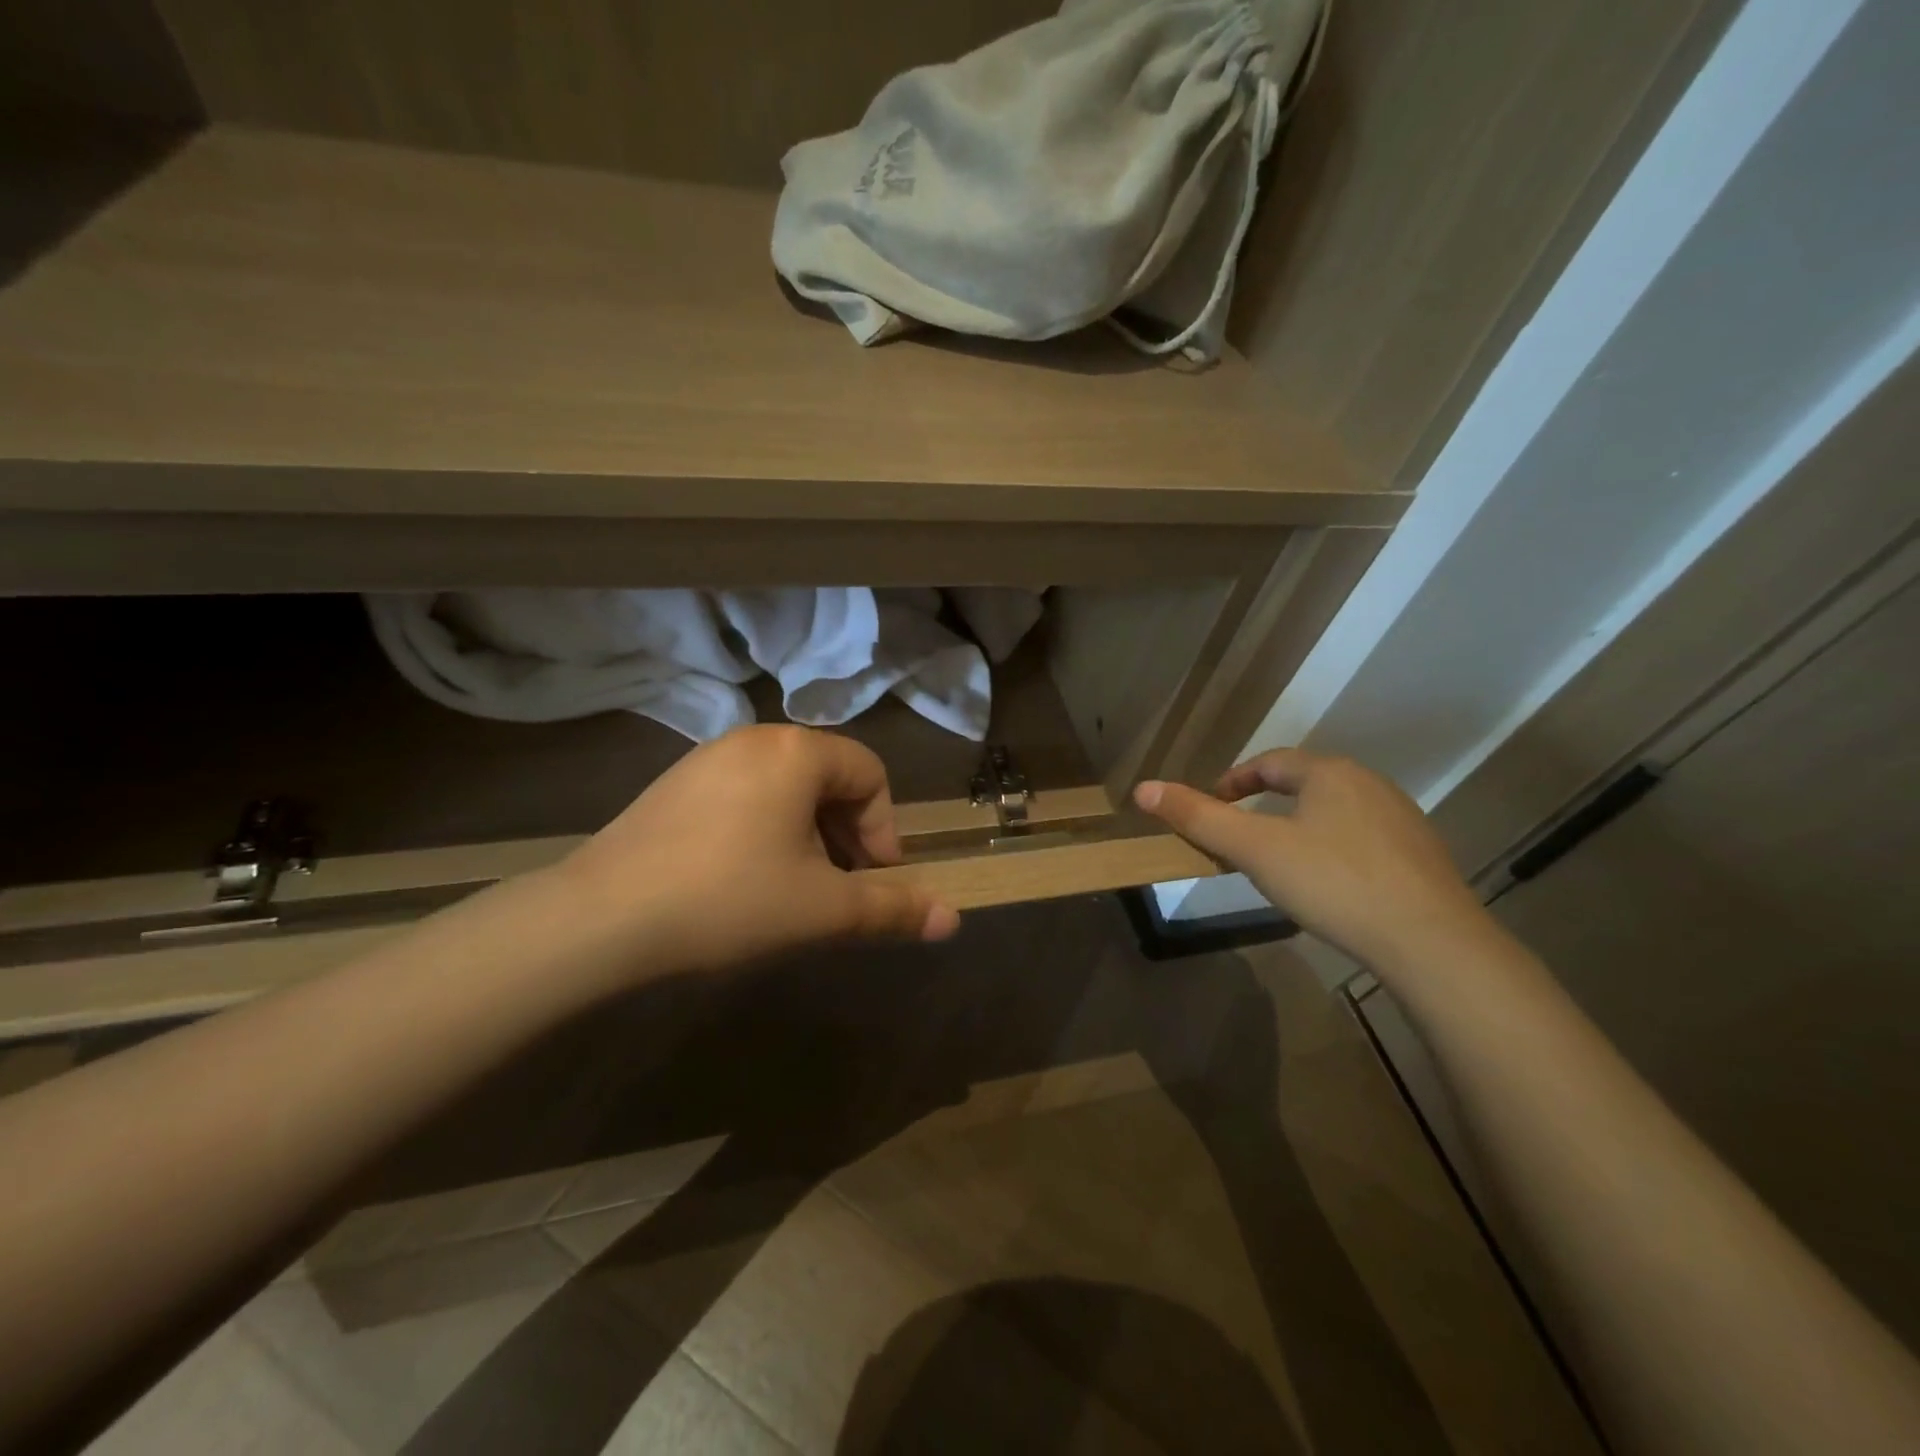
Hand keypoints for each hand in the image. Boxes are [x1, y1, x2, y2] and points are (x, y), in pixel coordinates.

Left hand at [552, 725, 959, 980]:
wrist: (599, 919)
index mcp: (797, 752)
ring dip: (808, 833)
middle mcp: (755, 738)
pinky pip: (744, 794)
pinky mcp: (674, 783)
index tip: (872, 881)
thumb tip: (955, 919)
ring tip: (793, 886)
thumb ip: (893, 909)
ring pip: (786, 787)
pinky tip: (743, 877)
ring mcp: (708, 757)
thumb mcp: (822, 909)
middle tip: (838, 887)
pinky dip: (765, 828)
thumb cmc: (729, 901)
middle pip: (829, 777)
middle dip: (847, 833)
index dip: (884, 830)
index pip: (870, 774)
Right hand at [1134, 748, 1490, 969]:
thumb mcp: (1255, 850)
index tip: (1212, 807)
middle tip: (1240, 836)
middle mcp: (1369, 785)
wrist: (1433, 943)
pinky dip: (1333, 850)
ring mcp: (1401, 820)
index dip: (1233, 782)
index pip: (1269, 763)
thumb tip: (1143, 788)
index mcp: (1329, 773)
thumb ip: (1199, 818)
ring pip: (1334, 812)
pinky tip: (1330, 885)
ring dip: (1300, 826)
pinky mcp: (1421, 857)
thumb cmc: (1334, 883)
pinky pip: (1362, 839)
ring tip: (1279, 860)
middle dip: (1265, 804)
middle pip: (1303, 784)